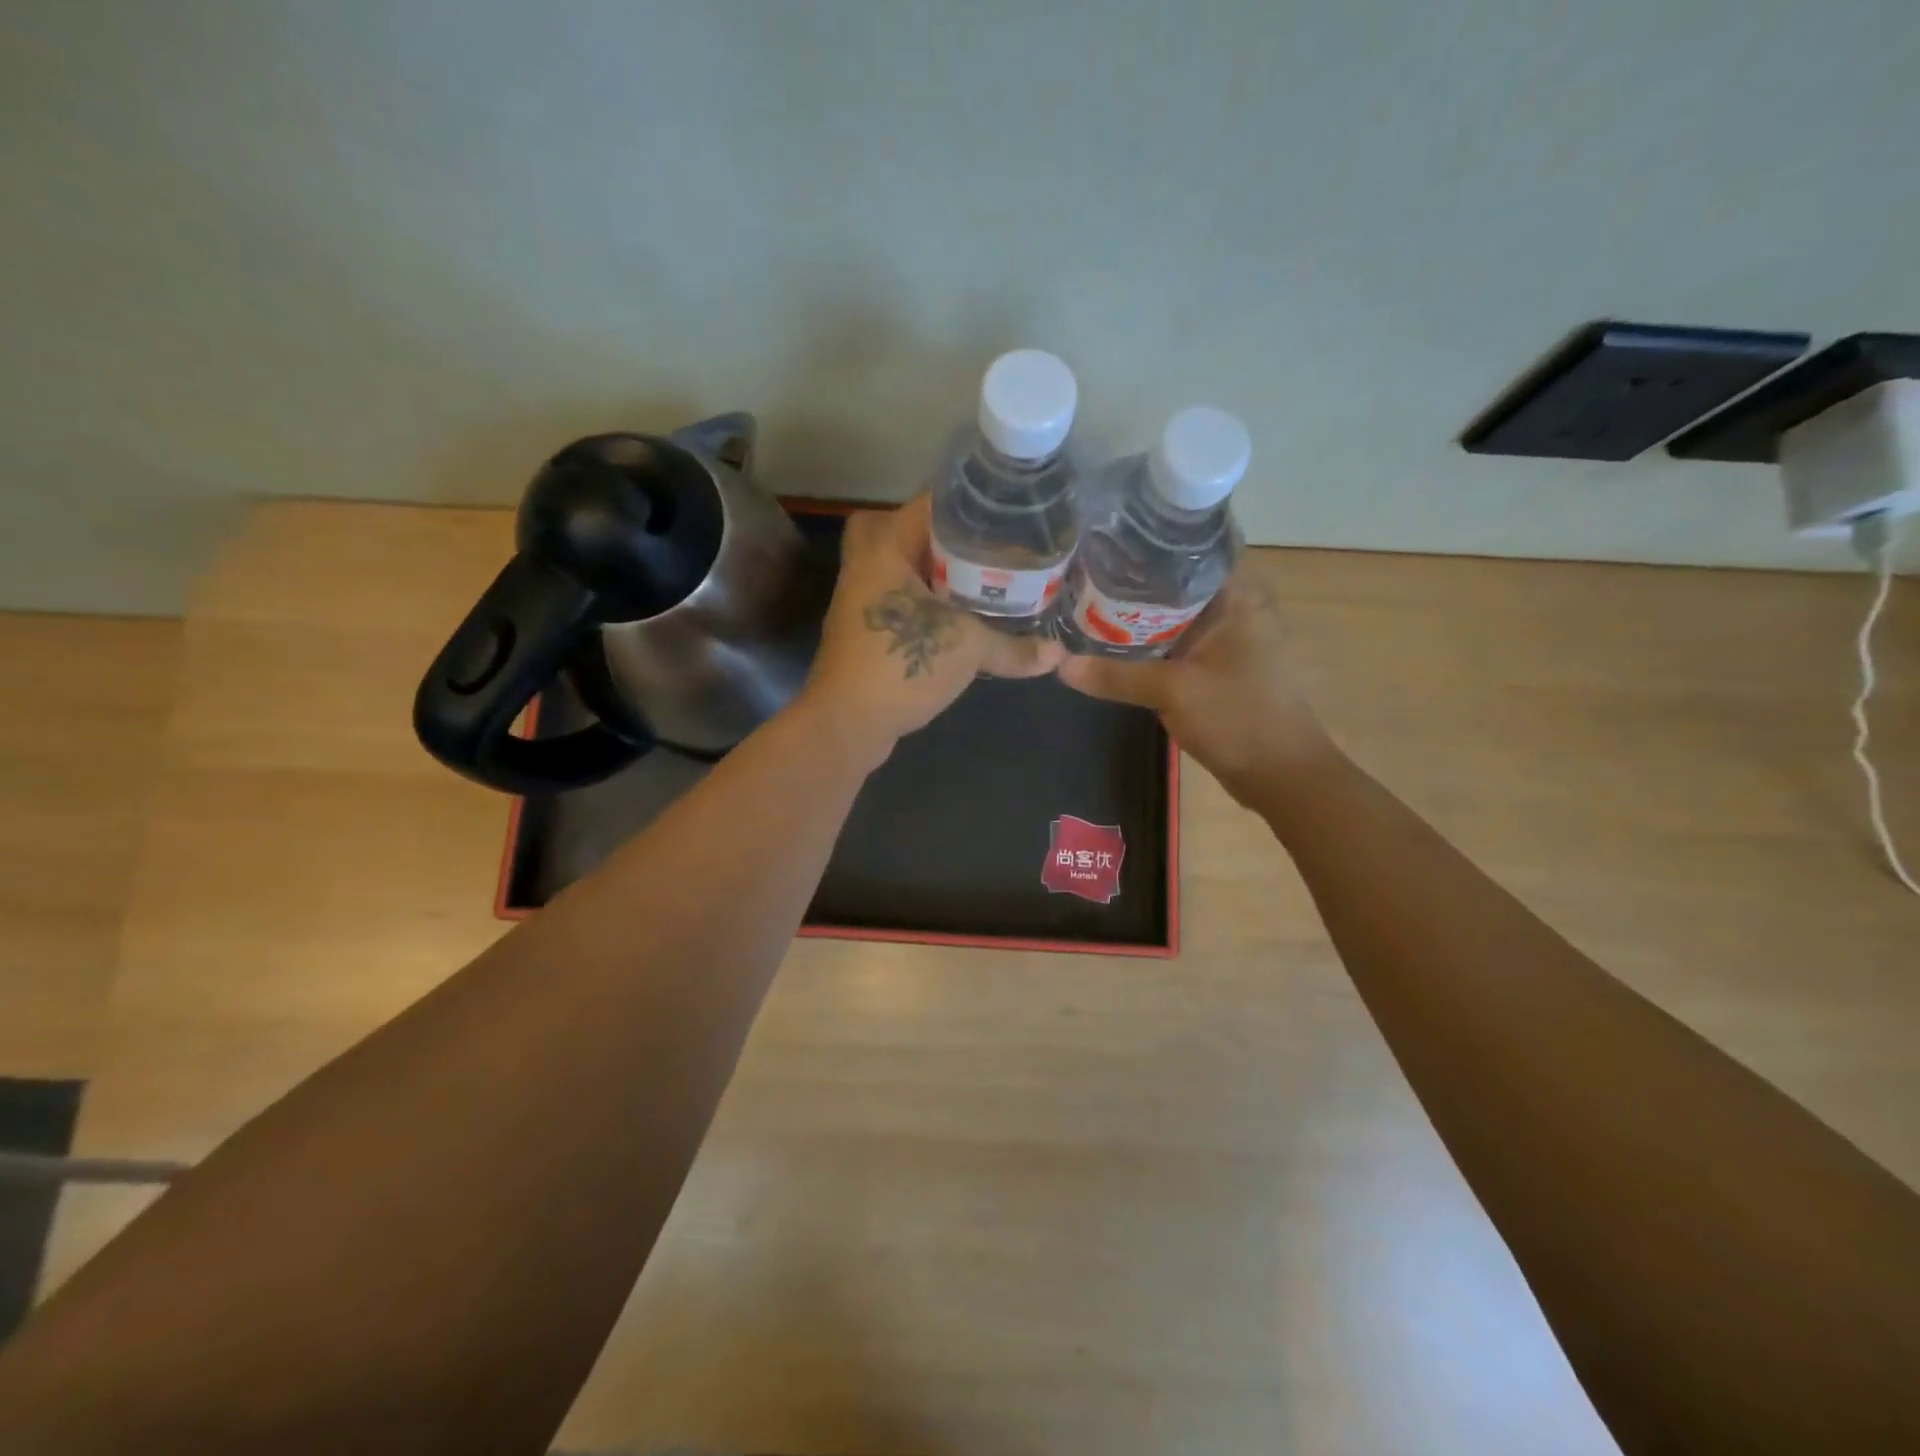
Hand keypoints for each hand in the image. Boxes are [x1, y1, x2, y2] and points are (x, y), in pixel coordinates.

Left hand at [797, 495, 1063, 765]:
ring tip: (984, 579)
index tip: (1010, 513)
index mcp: (886, 546)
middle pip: (914, 531)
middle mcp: (867, 562)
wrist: (846, 722)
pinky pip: (900, 598)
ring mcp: (860, 596)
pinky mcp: (863, 628)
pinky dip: (927, 602)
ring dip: (938, 572)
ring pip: (904, 566)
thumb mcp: (966, 649)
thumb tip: (1059, 653)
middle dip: (951, 538)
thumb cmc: (901, 665)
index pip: (931, 503)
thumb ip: (1013, 648)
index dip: (973, 504)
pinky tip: (959, 617)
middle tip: (990, 547)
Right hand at [1059, 571, 1330, 804]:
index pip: (1191, 550)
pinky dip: (1153, 643)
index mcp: (1239, 596)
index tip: (1106, 544)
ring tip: (1092, 603)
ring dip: (1142, 616)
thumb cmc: (1237, 718)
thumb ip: (1115, 675)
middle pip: (1179, 583)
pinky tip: (1117, 645)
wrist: (1281, 775)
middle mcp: (1239, 607)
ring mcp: (1232, 638)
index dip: (1148, 547)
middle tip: (1087, 575)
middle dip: (1135, 583)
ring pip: (1178, 615)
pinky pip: (1181, 643)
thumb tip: (1060, 664)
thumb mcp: (1171, 692)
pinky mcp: (1223, 665)